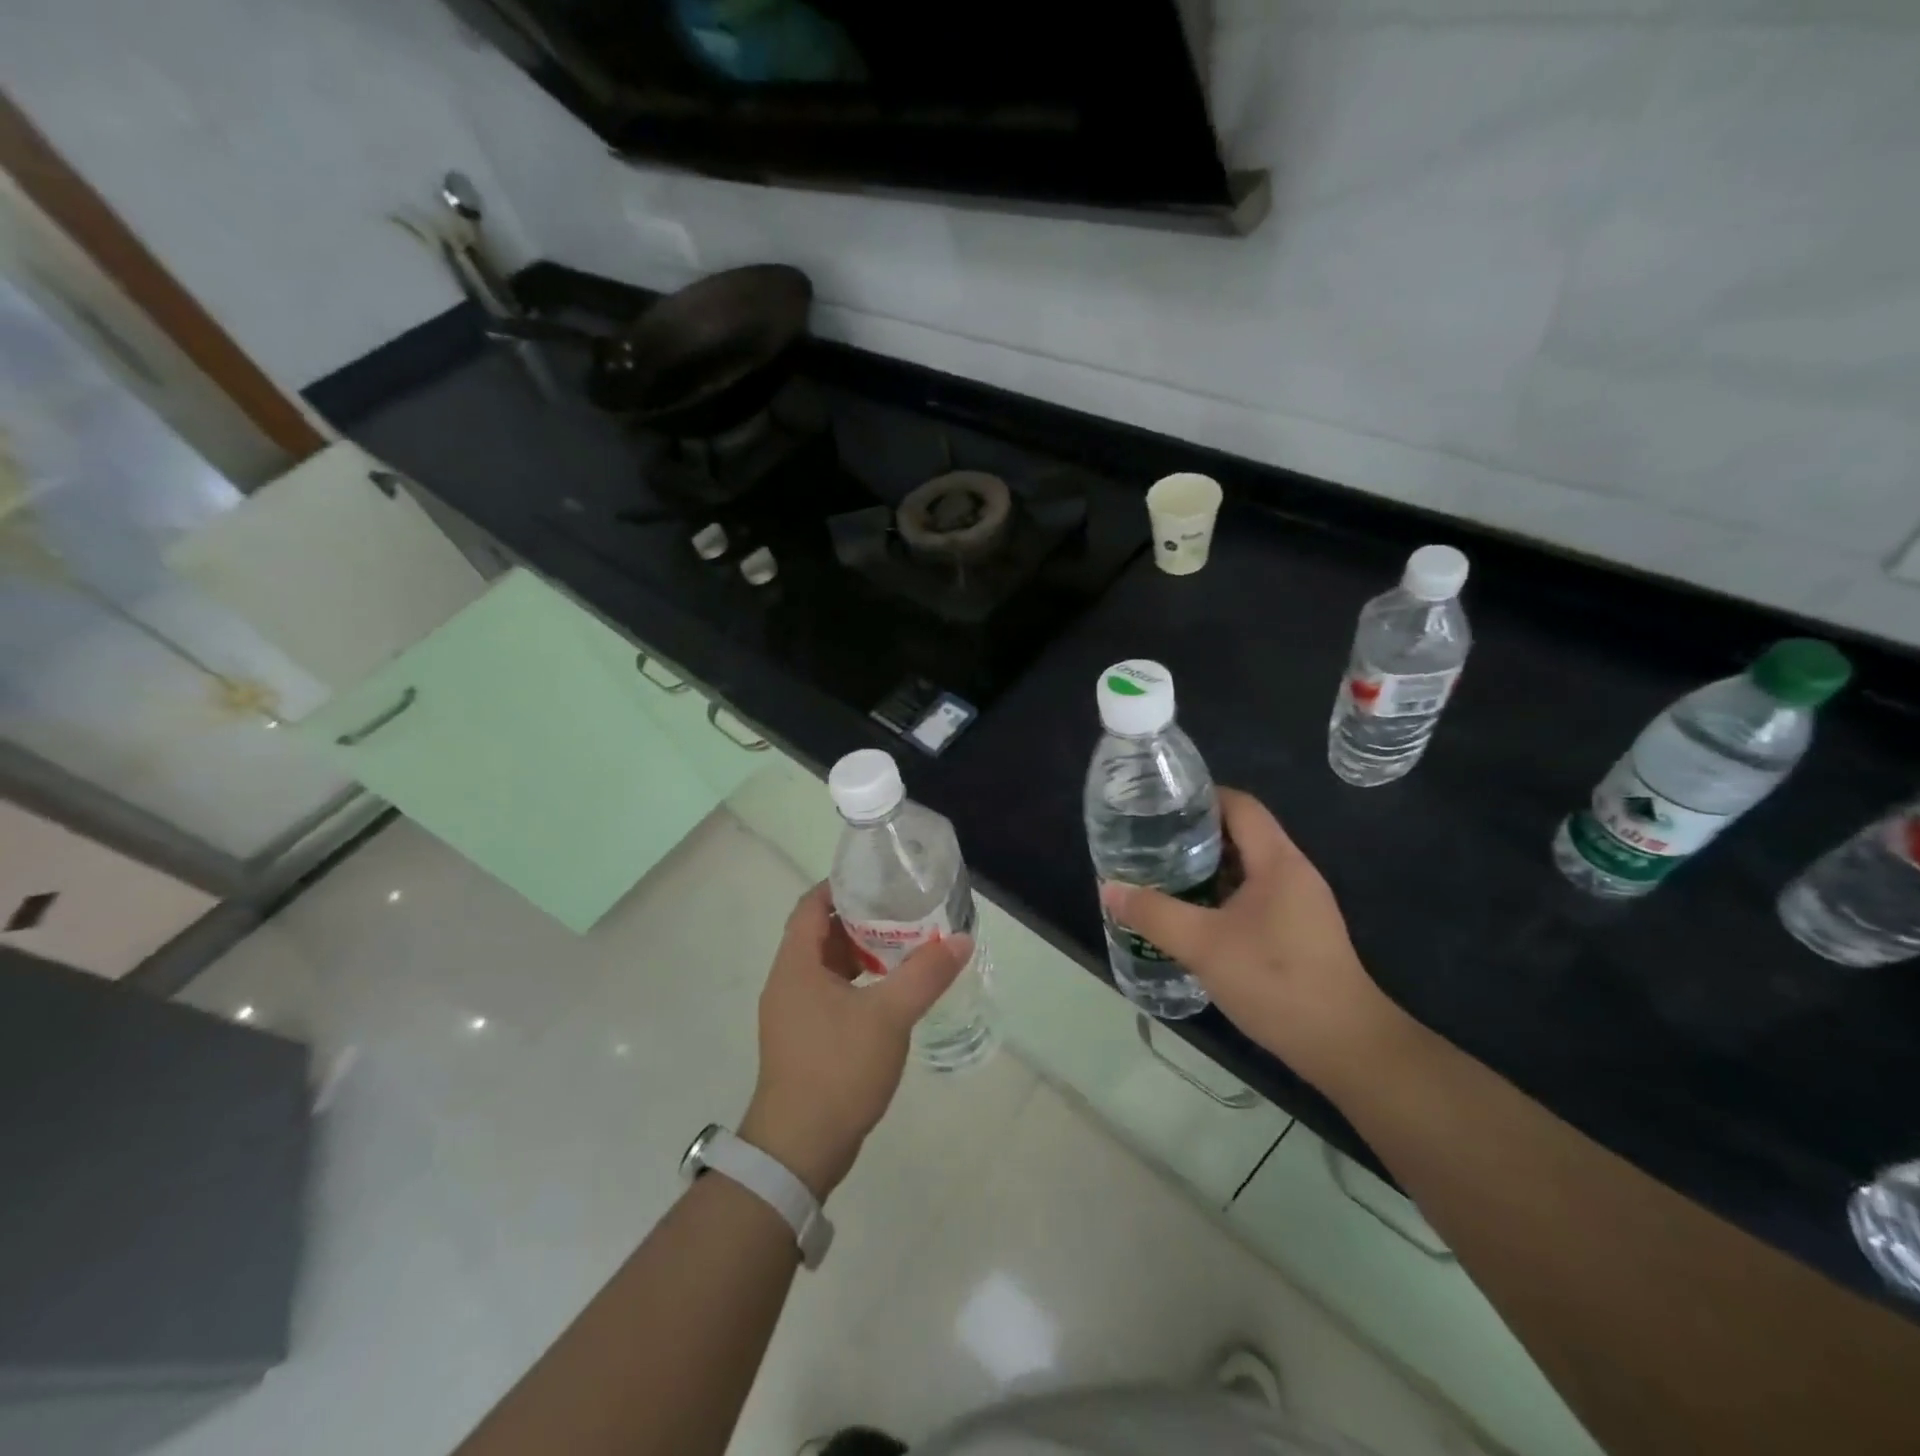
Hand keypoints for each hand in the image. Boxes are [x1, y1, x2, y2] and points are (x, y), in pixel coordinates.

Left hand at [740, 883, 970, 1199]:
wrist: (798, 1149)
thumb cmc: (837, 1069)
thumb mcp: (889, 1016)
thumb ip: (925, 974)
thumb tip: (961, 939)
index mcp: (796, 965)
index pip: (811, 906)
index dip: (840, 885)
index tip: (879, 877)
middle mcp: (788, 982)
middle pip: (819, 933)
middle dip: (859, 919)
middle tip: (902, 910)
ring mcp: (793, 1014)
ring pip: (825, 966)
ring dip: (860, 953)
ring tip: (903, 946)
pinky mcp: (803, 1039)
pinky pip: (829, 994)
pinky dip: (856, 983)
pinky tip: (889, 993)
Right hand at [1100, 788, 1403, 1094]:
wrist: (1344, 1045)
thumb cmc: (1275, 981)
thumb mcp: (1203, 945)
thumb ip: (1154, 914)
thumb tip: (1108, 888)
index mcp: (1277, 861)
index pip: (1239, 805)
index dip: (1200, 798)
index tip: (1158, 807)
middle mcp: (1292, 873)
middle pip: (1241, 834)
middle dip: (1194, 835)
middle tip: (1150, 844)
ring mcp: (1299, 904)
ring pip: (1246, 869)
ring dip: (1206, 869)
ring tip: (1161, 876)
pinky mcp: (1298, 932)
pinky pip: (1253, 897)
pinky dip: (1221, 896)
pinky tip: (1192, 917)